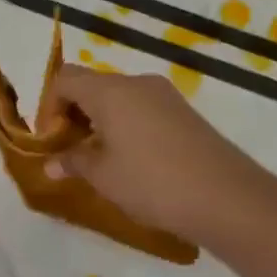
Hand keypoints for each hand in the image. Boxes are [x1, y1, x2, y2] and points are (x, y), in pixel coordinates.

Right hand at [42, 65, 268, 244]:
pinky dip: (126, 124)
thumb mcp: (103, 176)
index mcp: (110, 91)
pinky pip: (142, 108)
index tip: (51, 139)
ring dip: (101, 120)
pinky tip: (132, 160)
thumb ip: (73, 162)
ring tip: (100, 158)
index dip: (50, 106)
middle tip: (71, 150)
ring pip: (119, 97)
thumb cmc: (152, 182)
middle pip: (92, 84)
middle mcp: (136, 83)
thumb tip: (51, 164)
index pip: (65, 79)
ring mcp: (165, 95)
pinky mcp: (184, 112)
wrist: (226, 197)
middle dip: (74, 113)